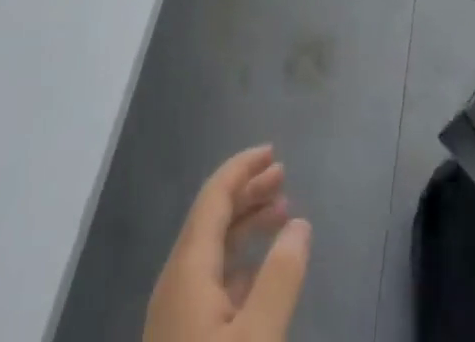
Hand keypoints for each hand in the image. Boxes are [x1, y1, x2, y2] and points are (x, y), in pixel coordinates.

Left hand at [145, 146, 311, 341]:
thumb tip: (300, 223)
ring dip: (246, 225)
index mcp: (187, 268)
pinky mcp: (179, 338)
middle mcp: (175, 281)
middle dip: (248, 191)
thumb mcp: (257, 337)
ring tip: (282, 216)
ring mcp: (173, 313)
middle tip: (283, 177)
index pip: (214, 196)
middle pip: (212, 218)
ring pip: (212, 250)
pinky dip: (239, 260)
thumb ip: (280, 278)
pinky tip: (260, 272)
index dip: (243, 168)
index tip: (273, 151)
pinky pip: (210, 279)